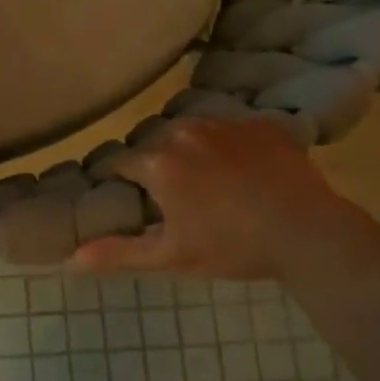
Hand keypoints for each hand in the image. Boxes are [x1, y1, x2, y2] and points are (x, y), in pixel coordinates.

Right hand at [69, 115, 360, 280]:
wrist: (309, 233)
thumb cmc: (233, 247)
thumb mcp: (172, 257)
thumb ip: (119, 253)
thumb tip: (70, 259)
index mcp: (158, 161)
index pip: (120, 162)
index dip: (120, 180)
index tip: (129, 197)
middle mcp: (184, 130)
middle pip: (154, 141)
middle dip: (157, 163)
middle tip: (175, 196)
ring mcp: (224, 122)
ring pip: (190, 130)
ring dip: (190, 149)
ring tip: (211, 180)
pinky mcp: (258, 122)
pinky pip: (230, 127)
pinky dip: (229, 144)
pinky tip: (245, 170)